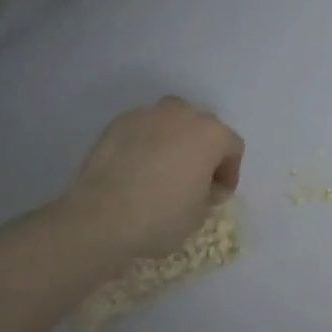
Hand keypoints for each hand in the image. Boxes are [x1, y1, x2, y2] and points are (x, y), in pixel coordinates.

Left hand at [52, 97, 243, 263]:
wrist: (99, 218)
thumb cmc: (160, 217)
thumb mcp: (200, 215)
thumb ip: (209, 192)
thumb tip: (202, 185)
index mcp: (212, 134)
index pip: (232, 148)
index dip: (228, 173)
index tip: (215, 196)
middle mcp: (185, 114)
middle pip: (203, 128)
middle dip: (202, 151)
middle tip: (191, 179)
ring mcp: (149, 114)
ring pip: (171, 122)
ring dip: (174, 140)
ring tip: (161, 168)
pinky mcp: (118, 122)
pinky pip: (142, 129)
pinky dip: (144, 142)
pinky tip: (134, 168)